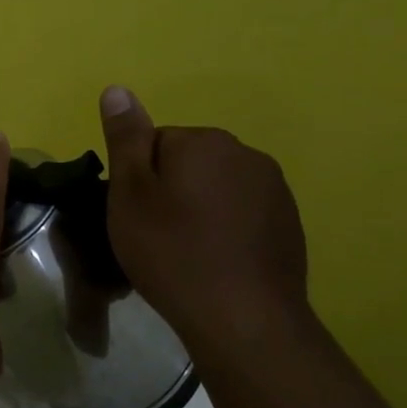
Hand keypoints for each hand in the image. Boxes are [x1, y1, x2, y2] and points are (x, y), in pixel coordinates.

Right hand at [98, 86, 311, 352]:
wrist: (243, 318)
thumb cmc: (171, 251)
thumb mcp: (129, 193)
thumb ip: (125, 139)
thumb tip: (117, 89)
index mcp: (203, 141)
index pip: (153, 143)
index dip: (136, 178)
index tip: (133, 214)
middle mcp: (245, 153)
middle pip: (187, 161)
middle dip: (168, 189)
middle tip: (152, 233)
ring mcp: (274, 189)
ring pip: (215, 186)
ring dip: (196, 208)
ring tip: (183, 251)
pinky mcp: (289, 223)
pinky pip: (241, 212)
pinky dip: (223, 228)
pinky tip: (213, 261)